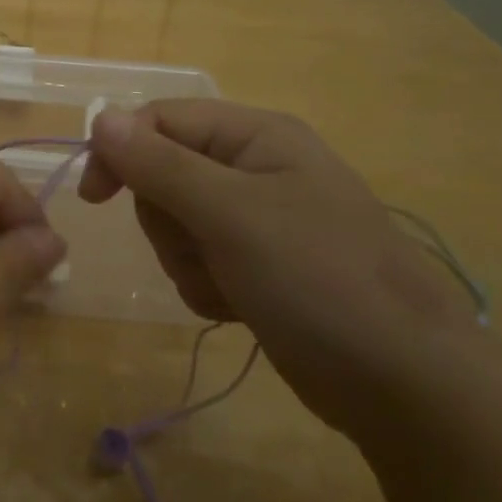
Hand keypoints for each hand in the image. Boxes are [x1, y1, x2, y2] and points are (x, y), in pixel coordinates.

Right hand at [78, 101, 483, 437]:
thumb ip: (160, 164)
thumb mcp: (230, 215)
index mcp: (256, 136)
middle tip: (202, 249)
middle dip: (168, 221)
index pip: (160, 120)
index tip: (96, 199)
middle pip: (163, 174)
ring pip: (175, 223)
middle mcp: (255, 167)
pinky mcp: (259, 265)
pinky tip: (238, 308)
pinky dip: (206, 286)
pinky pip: (198, 260)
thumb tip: (99, 117)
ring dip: (187, 260)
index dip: (121, 152)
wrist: (406, 385)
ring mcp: (258, 219)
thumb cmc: (319, 280)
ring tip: (229, 286)